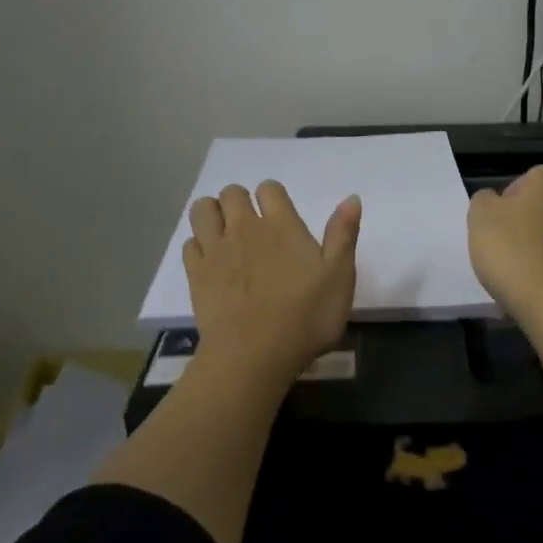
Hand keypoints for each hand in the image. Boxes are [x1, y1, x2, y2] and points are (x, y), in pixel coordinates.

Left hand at [184, 181, 361, 384]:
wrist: (256, 353)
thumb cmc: (307, 315)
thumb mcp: (340, 276)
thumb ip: (343, 234)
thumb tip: (351, 197)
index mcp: (282, 225)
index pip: (270, 189)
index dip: (273, 196)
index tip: (280, 214)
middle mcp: (245, 228)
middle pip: (232, 193)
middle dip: (239, 201)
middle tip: (251, 224)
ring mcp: (216, 250)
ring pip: (203, 210)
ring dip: (213, 213)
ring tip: (225, 234)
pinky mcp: (196, 274)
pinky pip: (190, 244)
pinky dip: (199, 245)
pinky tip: (211, 261)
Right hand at [466, 165, 542, 324]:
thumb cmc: (511, 249)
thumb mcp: (479, 215)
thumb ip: (483, 198)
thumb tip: (495, 201)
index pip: (517, 183)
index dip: (501, 205)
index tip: (493, 228)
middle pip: (535, 205)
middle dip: (518, 222)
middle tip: (500, 246)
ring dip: (530, 242)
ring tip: (513, 266)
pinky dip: (542, 261)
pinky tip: (529, 279)